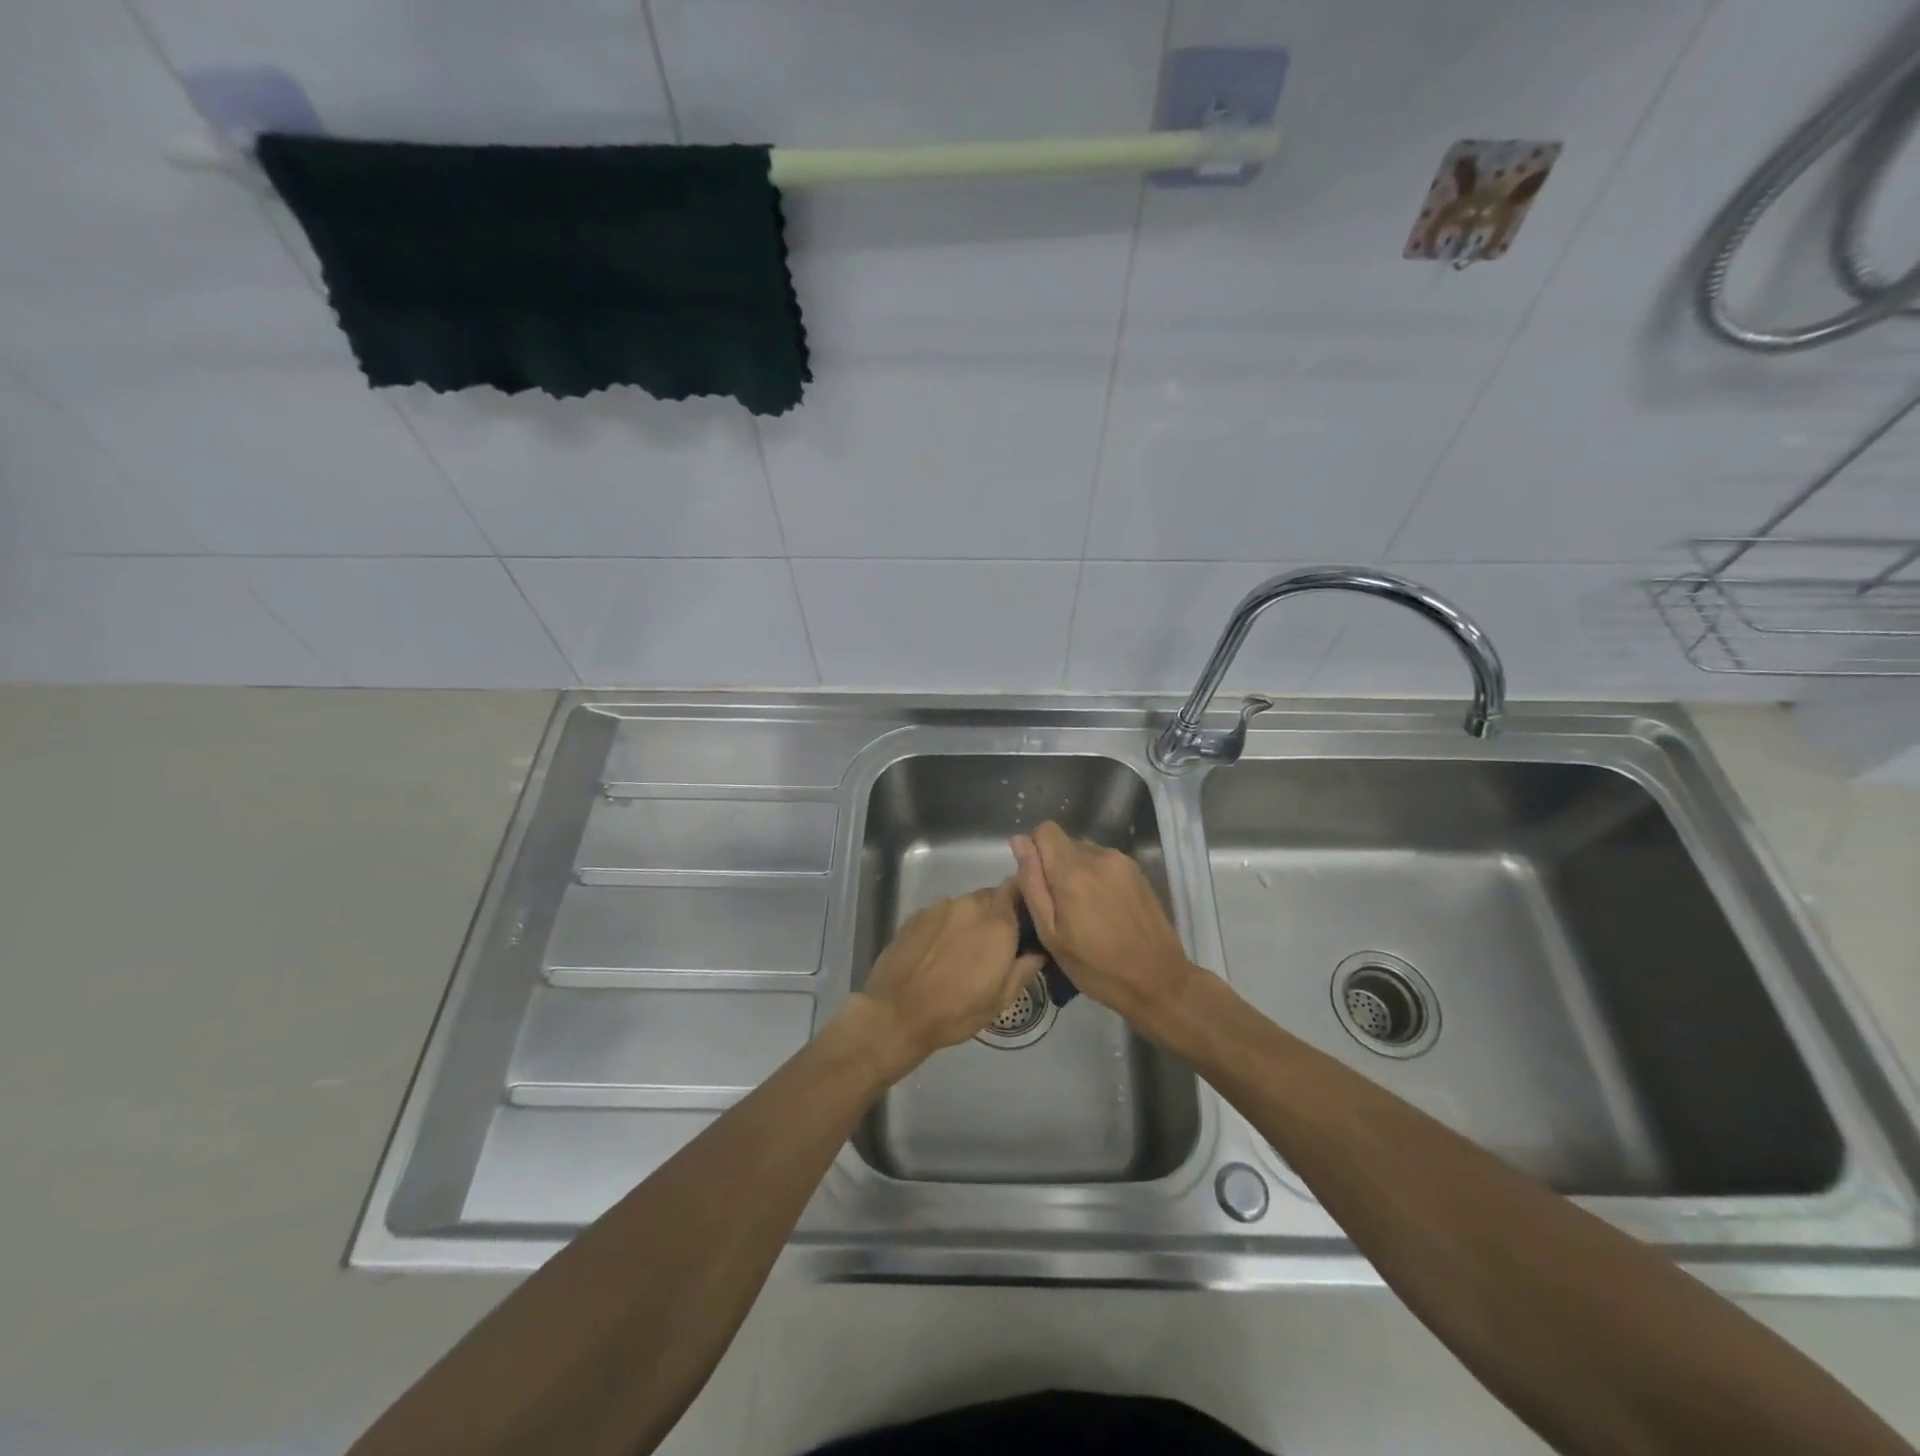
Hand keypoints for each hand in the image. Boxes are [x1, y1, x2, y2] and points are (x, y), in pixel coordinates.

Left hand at [849, 880, 1043, 1082]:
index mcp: (997, 922)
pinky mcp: (916, 915)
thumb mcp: (1001, 1000)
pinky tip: (937, 952)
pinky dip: (945, 926)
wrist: (897, 1013)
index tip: (1023, 921)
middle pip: (991, 896)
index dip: (1022, 901)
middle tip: (994, 943)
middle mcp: (970, 905)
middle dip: (996, 914)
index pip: (1017, 888)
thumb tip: (1037, 951)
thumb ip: (1024, 968)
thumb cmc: (957, 1010)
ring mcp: (940, 907)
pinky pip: (940, 914)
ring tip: (962, 950)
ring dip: (969, 920)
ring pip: (964, 905)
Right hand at [1011, 821, 1196, 1026]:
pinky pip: (1105, 862)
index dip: (1036, 851)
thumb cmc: (1096, 967)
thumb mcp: (1051, 934)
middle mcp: (1099, 856)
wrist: (1158, 980)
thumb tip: (1019, 841)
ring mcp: (1122, 861)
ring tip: (1086, 912)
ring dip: (1078, 872)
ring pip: (1085, 852)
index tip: (1040, 882)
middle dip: (1057, 867)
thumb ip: (1032, 884)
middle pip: (1065, 843)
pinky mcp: (1138, 871)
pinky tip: (1106, 910)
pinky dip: (1097, 878)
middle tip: (1063, 908)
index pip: (1045, 830)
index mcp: (1073, 871)